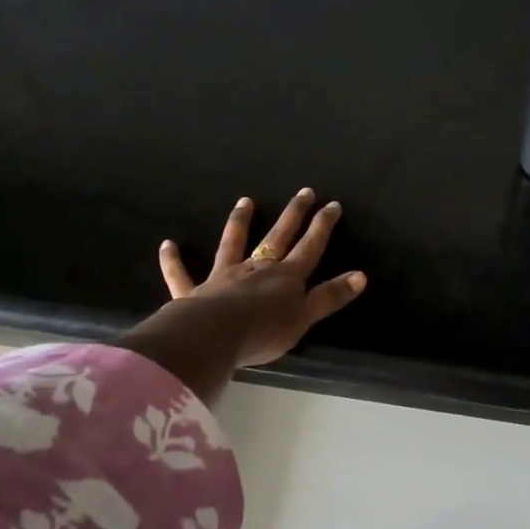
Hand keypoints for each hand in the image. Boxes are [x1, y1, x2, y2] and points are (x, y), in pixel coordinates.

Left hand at [158, 189, 366, 368]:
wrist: (215, 336)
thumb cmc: (264, 331)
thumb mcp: (305, 317)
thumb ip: (330, 297)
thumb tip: (361, 275)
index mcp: (285, 277)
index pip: (310, 247)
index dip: (322, 227)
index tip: (332, 205)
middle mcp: (256, 268)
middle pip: (278, 237)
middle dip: (293, 214)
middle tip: (303, 192)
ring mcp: (224, 276)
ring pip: (233, 243)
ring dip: (239, 222)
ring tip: (246, 201)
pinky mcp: (194, 291)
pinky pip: (181, 274)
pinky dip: (173, 260)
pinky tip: (168, 244)